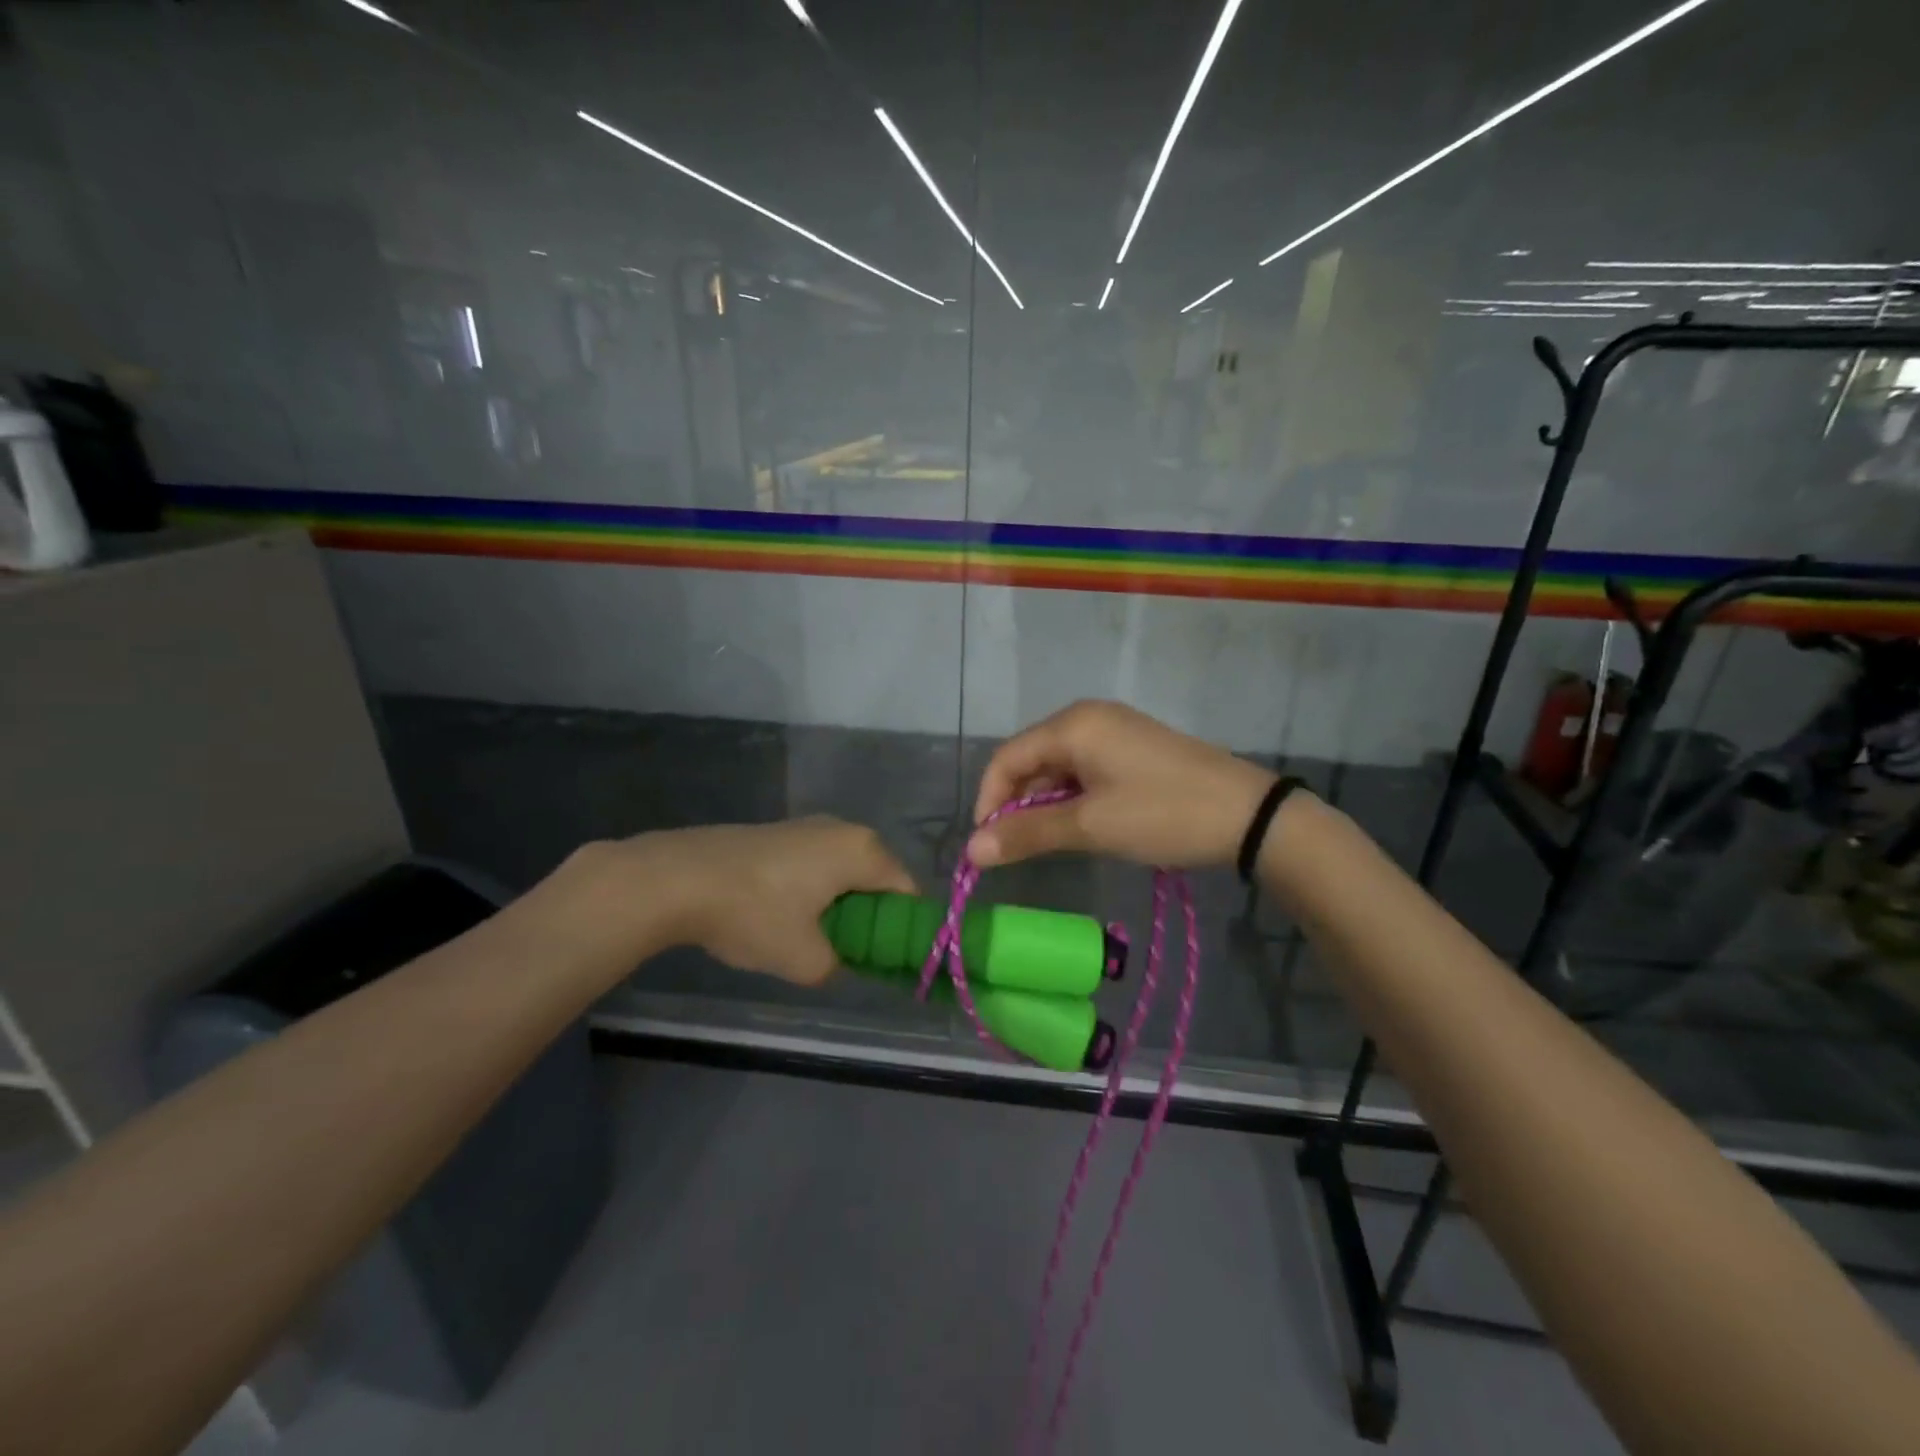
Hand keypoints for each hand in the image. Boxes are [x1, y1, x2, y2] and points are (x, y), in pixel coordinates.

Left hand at [570, 817, 915, 984]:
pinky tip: (786, 915)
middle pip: (878, 878)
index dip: (903, 929)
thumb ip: (837, 967)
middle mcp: (844, 829)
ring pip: (845, 870)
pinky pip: (818, 863)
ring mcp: (809, 826)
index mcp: (863, 852)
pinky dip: (816, 890)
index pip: (906, 892)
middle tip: (850, 953)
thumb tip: (838, 963)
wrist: (679, 877)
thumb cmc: (754, 913)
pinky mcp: (781, 832)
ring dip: (841, 904)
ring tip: (815, 938)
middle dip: (871, 917)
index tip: (888, 961)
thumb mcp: (804, 959)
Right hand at [967, 701, 1275, 869]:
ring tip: (1046, 841)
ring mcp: (1114, 730)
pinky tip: (1079, 824)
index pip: (1007, 758)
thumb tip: (971, 850)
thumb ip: (1028, 834)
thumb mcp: (1091, 826)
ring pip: (1057, 765)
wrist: (1249, 815)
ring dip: (1043, 802)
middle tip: (1015, 848)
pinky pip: (1084, 768)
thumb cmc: (1163, 814)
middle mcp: (1088, 717)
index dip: (989, 801)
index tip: (987, 846)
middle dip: (1015, 802)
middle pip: (1030, 758)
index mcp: (1073, 725)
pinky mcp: (1133, 747)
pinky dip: (1071, 797)